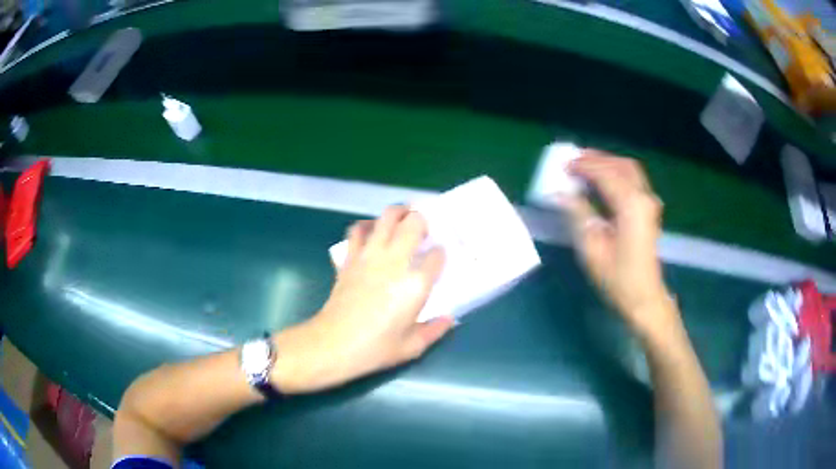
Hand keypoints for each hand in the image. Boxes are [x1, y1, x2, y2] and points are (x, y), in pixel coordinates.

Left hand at [272, 206, 453, 393]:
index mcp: (416, 284)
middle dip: (424, 220)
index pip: (437, 255)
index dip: (440, 254)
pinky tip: (373, 231)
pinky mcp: (350, 257)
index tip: (438, 259)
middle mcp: (396, 261)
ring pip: (387, 217)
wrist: (334, 344)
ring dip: (399, 212)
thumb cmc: (375, 349)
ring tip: (404, 219)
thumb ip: (435, 330)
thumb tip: (448, 319)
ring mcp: (370, 256)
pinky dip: (367, 225)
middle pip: (414, 223)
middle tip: (425, 230)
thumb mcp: (412, 347)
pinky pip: (358, 230)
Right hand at [559, 150, 678, 338]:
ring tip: (585, 165)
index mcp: (630, 206)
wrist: (645, 297)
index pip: (605, 174)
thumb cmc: (618, 278)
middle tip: (573, 159)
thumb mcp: (592, 249)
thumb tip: (561, 193)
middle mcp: (643, 197)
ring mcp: (649, 202)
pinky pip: (633, 179)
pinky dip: (617, 173)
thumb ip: (578, 215)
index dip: (583, 166)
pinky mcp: (649, 209)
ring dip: (608, 163)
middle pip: (620, 165)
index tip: (563, 165)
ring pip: (629, 169)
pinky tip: (603, 179)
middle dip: (597, 159)